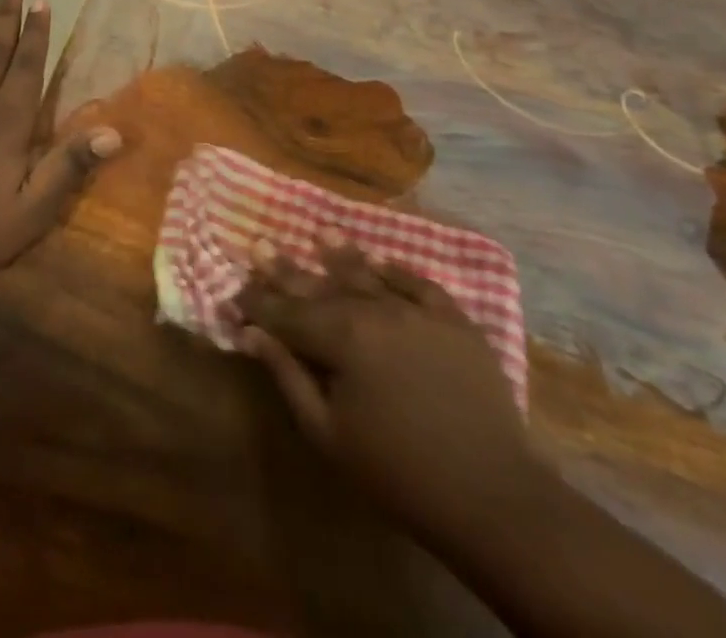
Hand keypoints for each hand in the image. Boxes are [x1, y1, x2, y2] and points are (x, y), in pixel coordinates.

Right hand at [237, 239, 542, 545]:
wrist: (489, 494)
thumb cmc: (397, 472)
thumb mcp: (328, 433)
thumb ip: (288, 376)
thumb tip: (252, 334)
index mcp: (341, 337)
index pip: (287, 313)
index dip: (258, 303)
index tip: (235, 291)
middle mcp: (375, 310)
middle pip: (321, 286)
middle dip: (286, 270)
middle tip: (260, 245)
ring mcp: (417, 310)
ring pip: (368, 275)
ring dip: (340, 254)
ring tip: (320, 232)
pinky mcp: (454, 320)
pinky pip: (418, 284)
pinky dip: (396, 271)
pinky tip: (380, 261)